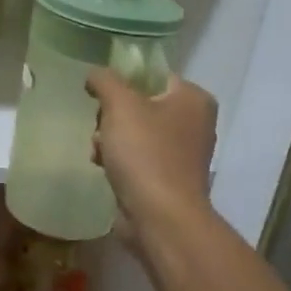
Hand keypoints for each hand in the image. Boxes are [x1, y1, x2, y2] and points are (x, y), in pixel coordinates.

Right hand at [86, 69, 218, 247]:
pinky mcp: (168, 179)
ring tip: (98, 151)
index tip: (100, 95)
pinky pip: (138, 158)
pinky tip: (104, 168)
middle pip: (141, 105)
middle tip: (100, 127)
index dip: (123, 82)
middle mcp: (195, 123)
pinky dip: (119, 161)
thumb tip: (95, 74)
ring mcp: (183, 154)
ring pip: (136, 133)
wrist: (160, 217)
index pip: (153, 76)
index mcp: (193, 99)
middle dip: (112, 116)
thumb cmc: (145, 153)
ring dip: (110, 139)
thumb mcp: (121, 105)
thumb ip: (105, 81)